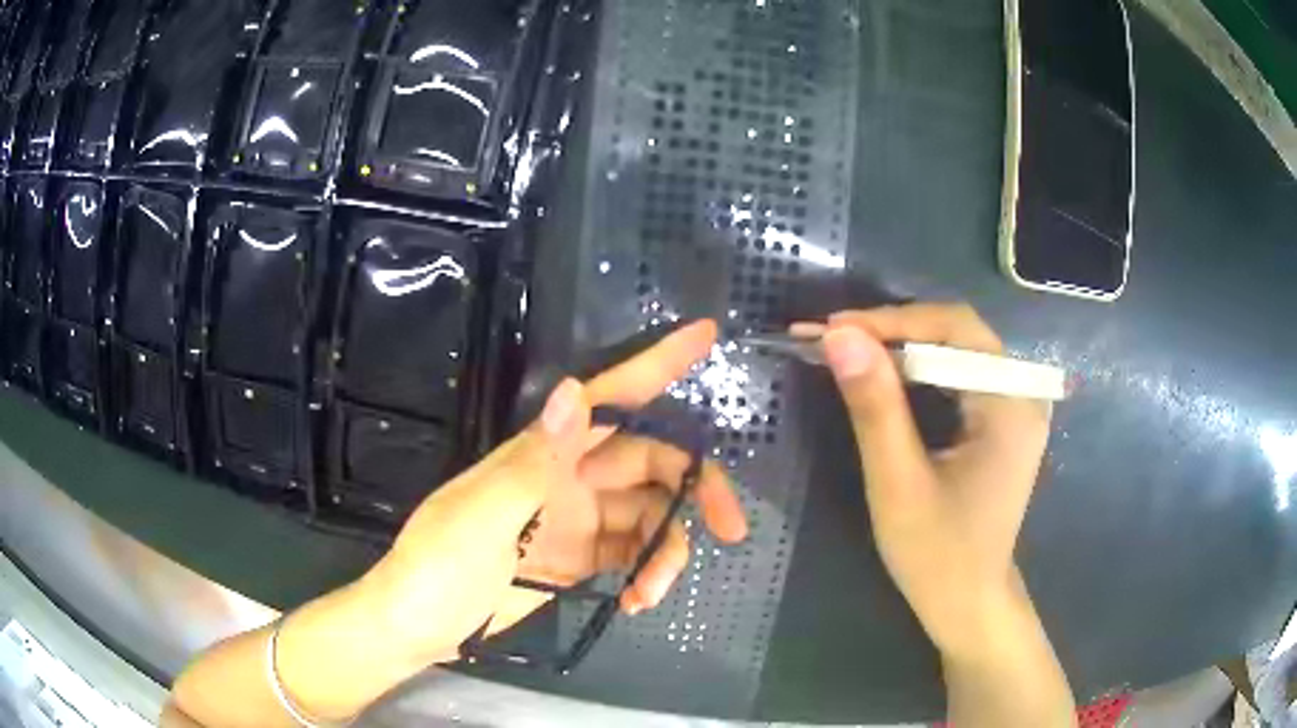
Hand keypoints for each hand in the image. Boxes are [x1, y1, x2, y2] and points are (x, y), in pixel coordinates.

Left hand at [359, 320, 748, 665]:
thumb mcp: (479, 517)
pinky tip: (635, 601)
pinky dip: (645, 574)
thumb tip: (575, 390)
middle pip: (651, 463)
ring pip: (648, 515)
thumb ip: (532, 462)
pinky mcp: (577, 559)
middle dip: (695, 489)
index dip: (657, 364)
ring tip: (651, 592)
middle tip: (731, 528)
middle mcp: (567, 477)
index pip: (609, 398)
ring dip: (665, 551)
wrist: (418, 625)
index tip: (704, 337)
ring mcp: (575, 520)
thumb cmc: (436, 566)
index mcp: (543, 454)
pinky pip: (631, 554)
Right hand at [810, 304, 1051, 657]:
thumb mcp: (898, 484)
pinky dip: (916, 370)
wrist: (968, 602)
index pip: (955, 329)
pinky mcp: (1003, 418)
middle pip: (958, 333)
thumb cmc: (937, 555)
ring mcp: (1017, 404)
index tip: (833, 330)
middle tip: (832, 341)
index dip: (892, 321)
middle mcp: (1023, 392)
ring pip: (955, 349)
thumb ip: (875, 407)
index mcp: (1011, 405)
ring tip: (846, 352)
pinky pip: (958, 374)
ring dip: (900, 347)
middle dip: (893, 331)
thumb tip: (839, 336)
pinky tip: (882, 376)